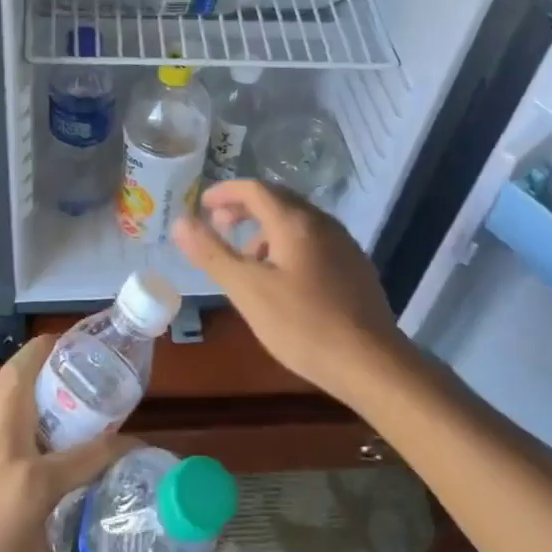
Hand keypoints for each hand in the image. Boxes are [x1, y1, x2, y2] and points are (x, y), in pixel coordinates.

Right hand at [171, 178, 407, 404]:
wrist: (371, 362)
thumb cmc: (303, 325)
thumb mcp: (248, 290)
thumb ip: (213, 253)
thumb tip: (180, 222)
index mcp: (295, 222)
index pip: (255, 189)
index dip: (225, 192)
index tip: (202, 205)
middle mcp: (322, 222)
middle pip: (278, 200)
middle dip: (244, 209)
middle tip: (220, 227)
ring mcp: (343, 243)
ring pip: (297, 222)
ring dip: (266, 230)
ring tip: (247, 261)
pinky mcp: (355, 266)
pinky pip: (314, 240)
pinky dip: (288, 245)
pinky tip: (283, 280)